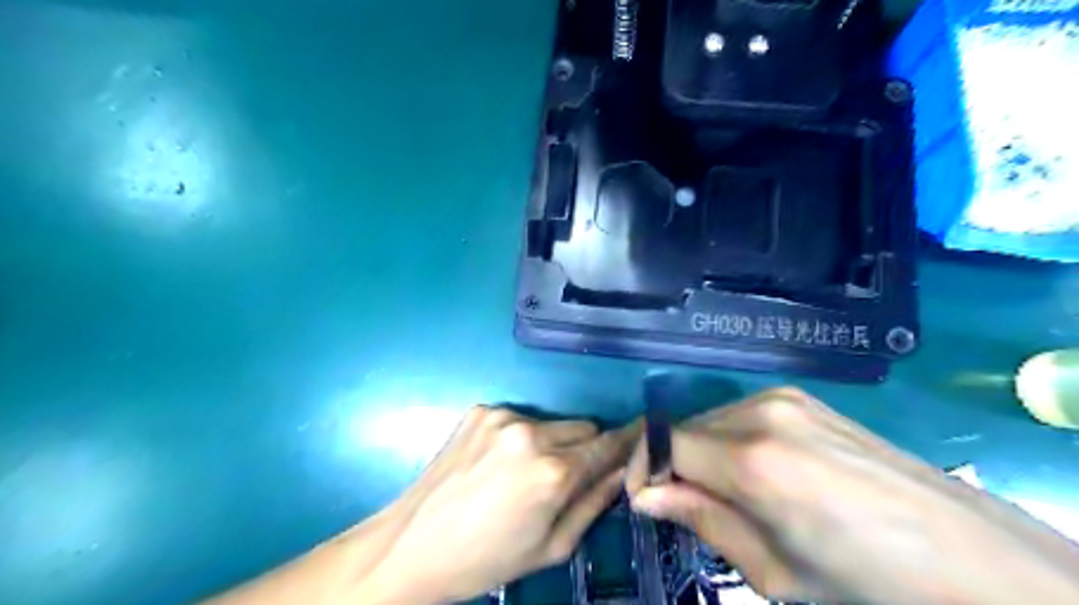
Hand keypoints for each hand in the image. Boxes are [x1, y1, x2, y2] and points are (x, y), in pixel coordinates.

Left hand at [363, 404, 637, 601]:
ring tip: (523, 472)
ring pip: (552, 422)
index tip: (640, 437)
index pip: (608, 444)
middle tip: (564, 476)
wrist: (413, 545)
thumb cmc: (487, 559)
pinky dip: (520, 436)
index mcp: (552, 472)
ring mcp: (501, 416)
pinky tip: (497, 462)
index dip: (627, 442)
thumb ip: (594, 504)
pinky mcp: (479, 410)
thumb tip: (622, 472)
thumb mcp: (551, 547)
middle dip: (585, 448)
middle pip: (584, 427)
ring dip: (552, 441)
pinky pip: (519, 418)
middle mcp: (530, 433)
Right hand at [625, 387, 1077, 604]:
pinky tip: (758, 472)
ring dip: (700, 453)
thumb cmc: (866, 582)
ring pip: (711, 419)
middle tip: (682, 505)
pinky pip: (742, 414)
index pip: (663, 442)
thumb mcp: (772, 569)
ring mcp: (785, 398)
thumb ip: (701, 519)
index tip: (643, 499)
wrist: (970, 557)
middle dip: (670, 463)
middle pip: (685, 428)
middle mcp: (762, 411)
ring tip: (724, 493)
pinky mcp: (803, 397)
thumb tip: (643, 495)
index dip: (643, 468)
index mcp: (752, 459)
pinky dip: (729, 441)